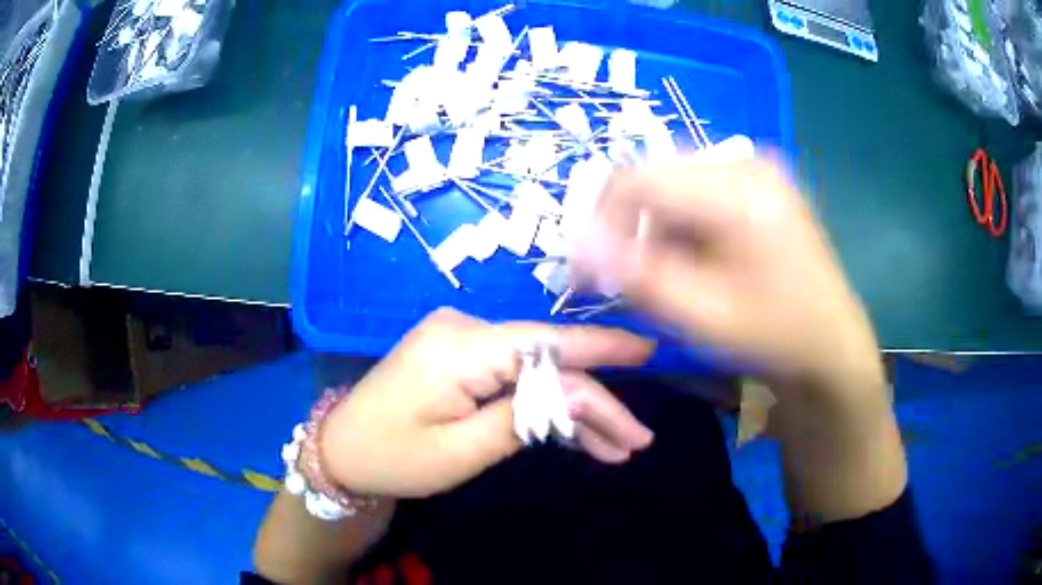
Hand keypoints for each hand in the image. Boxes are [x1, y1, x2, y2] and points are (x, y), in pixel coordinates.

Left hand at [320, 308, 655, 498]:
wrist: (342, 451)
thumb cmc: (394, 458)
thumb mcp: (462, 451)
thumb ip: (524, 417)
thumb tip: (581, 394)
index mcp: (459, 347)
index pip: (548, 347)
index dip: (603, 350)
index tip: (649, 354)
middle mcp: (464, 328)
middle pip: (548, 361)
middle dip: (595, 401)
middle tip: (634, 441)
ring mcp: (461, 338)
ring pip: (535, 370)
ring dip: (572, 409)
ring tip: (613, 448)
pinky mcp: (460, 355)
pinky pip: (514, 374)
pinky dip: (541, 403)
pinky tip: (573, 431)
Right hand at [572, 156, 883, 395]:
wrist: (831, 345)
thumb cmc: (775, 337)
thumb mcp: (703, 317)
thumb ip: (638, 278)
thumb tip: (578, 243)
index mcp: (740, 191)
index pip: (638, 180)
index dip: (599, 221)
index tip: (587, 270)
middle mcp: (747, 163)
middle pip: (656, 179)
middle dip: (630, 229)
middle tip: (627, 280)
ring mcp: (757, 169)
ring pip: (673, 186)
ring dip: (656, 230)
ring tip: (668, 277)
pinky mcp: (760, 183)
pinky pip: (698, 192)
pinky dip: (681, 226)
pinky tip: (695, 261)